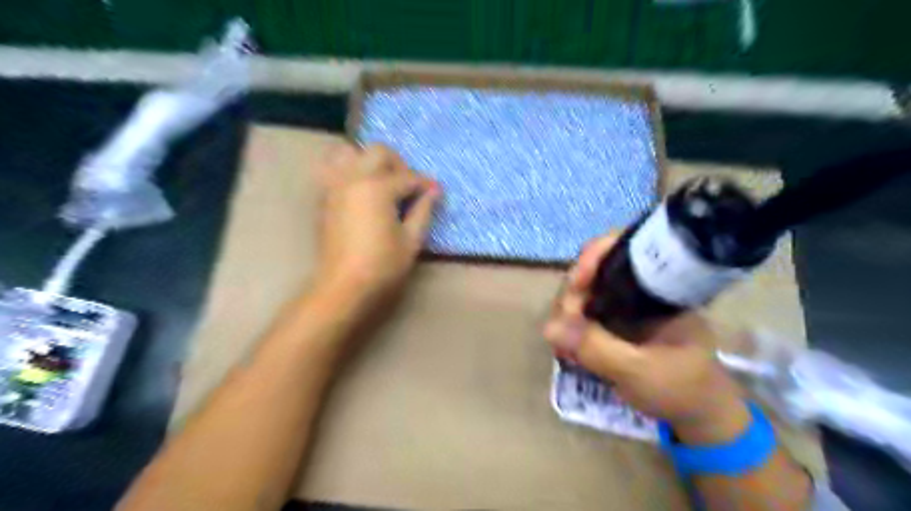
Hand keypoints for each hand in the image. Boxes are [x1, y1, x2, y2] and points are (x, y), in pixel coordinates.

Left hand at [314, 142, 441, 312]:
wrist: (343, 286)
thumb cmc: (382, 266)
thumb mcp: (411, 240)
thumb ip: (423, 210)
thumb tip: (434, 192)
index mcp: (379, 188)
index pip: (409, 177)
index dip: (426, 184)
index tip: (436, 192)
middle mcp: (355, 178)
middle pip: (378, 152)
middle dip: (398, 164)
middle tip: (408, 186)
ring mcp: (336, 186)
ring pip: (348, 152)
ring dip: (367, 160)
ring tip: (380, 182)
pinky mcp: (325, 197)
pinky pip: (333, 169)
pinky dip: (348, 170)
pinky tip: (362, 191)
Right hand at [544, 234, 749, 442]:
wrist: (699, 414)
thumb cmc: (681, 388)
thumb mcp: (639, 371)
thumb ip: (597, 349)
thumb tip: (550, 328)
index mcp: (660, 286)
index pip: (624, 248)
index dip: (594, 257)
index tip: (576, 286)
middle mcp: (640, 287)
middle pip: (595, 270)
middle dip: (572, 297)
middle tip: (562, 331)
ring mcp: (627, 303)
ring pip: (585, 292)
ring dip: (566, 315)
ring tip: (562, 347)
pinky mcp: (616, 320)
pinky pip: (584, 312)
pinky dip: (571, 327)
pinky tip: (566, 348)